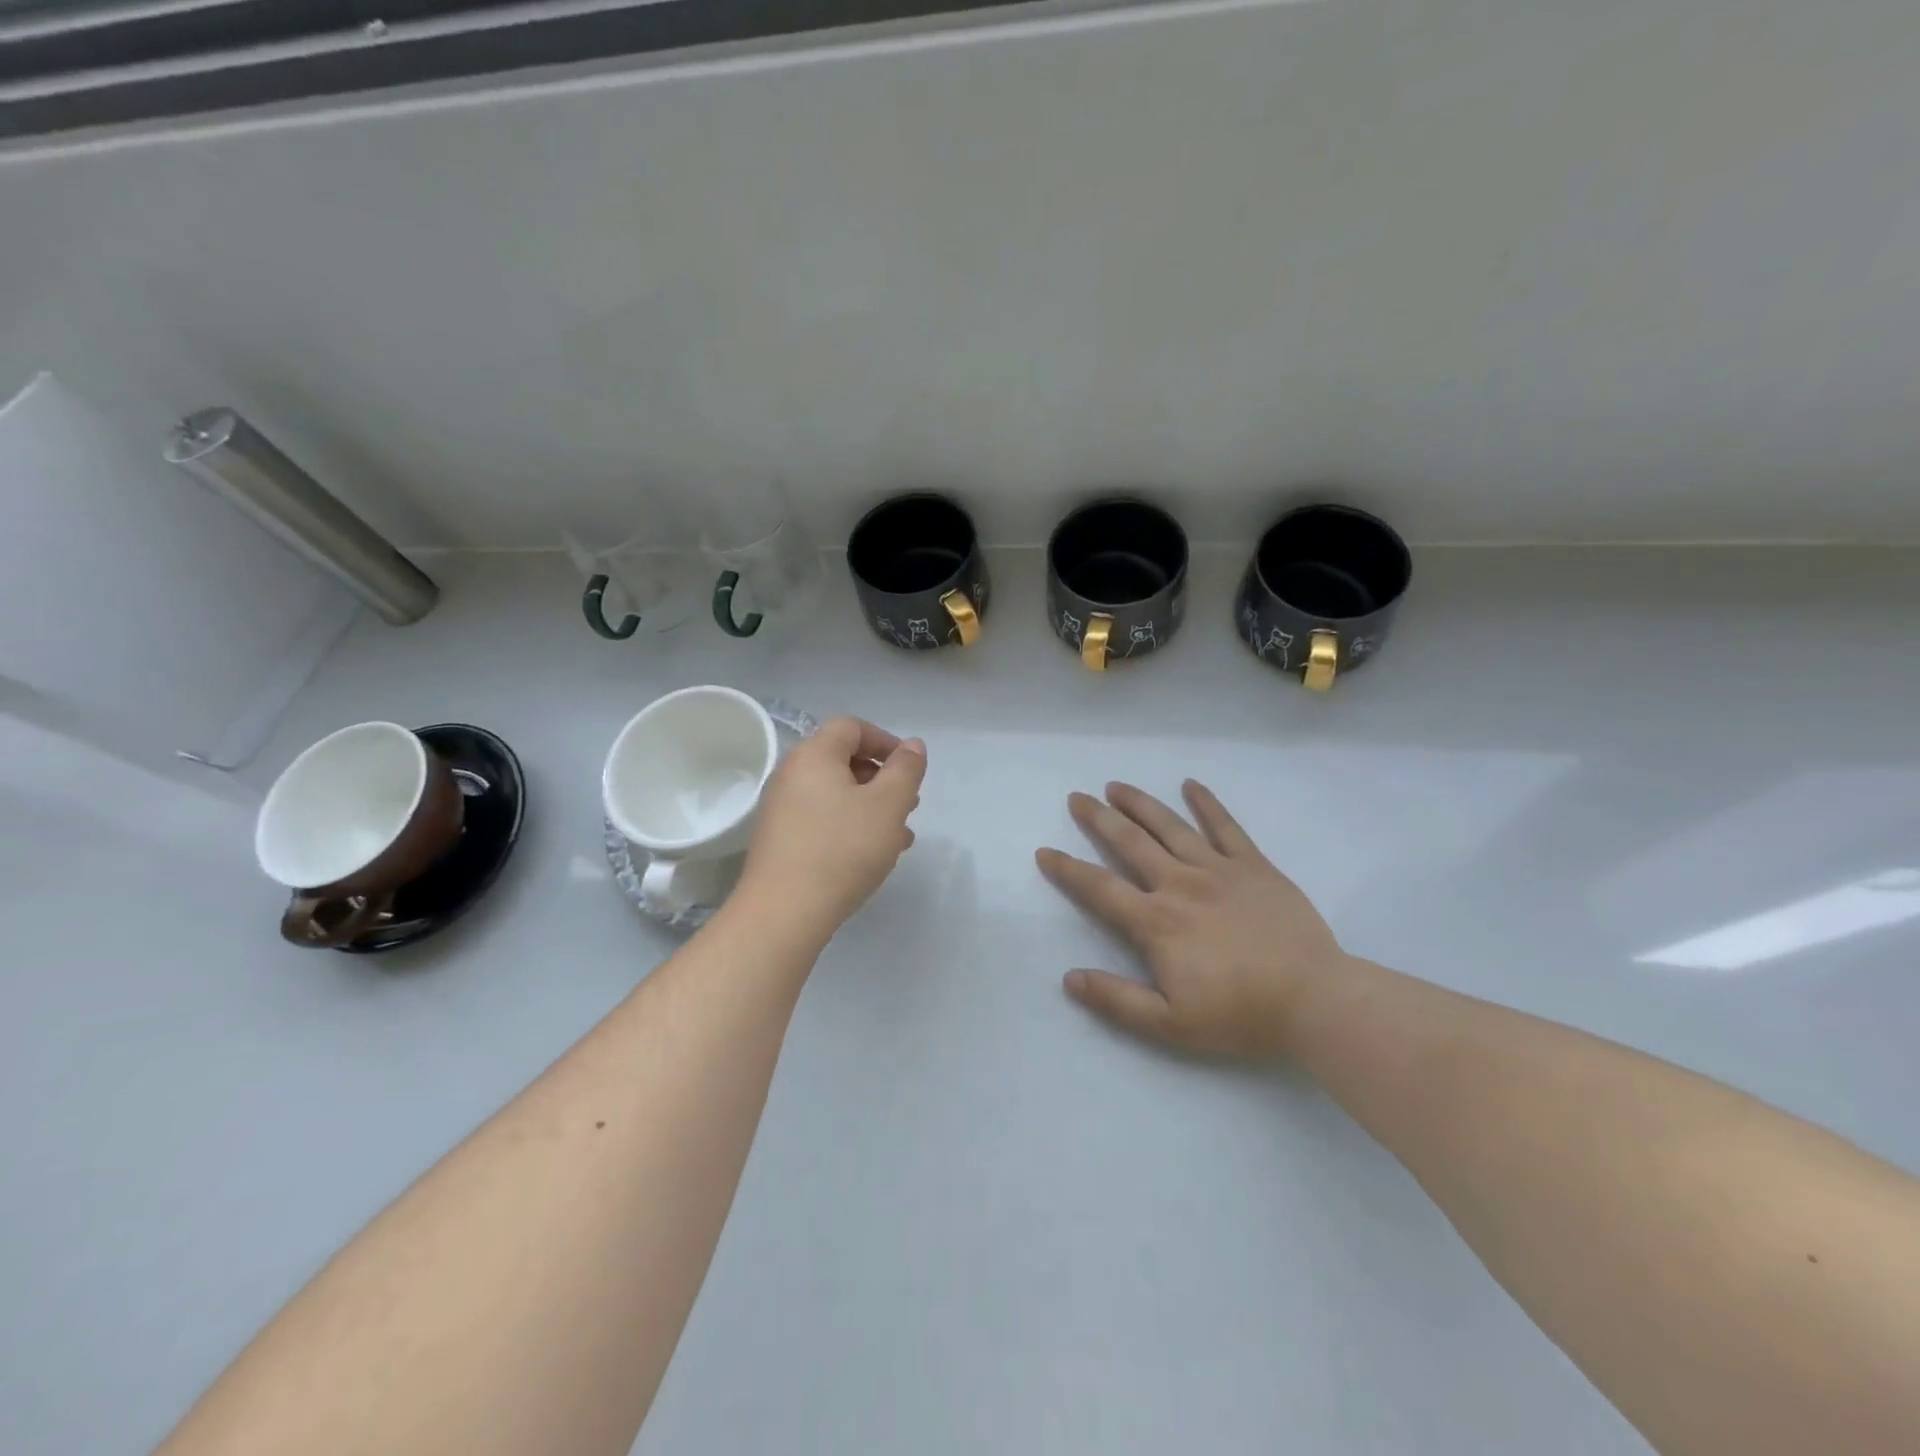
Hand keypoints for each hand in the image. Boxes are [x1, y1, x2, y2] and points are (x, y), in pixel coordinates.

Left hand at [737, 717, 926, 941]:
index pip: (852, 727)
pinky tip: (872, 854)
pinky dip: (850, 825)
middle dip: (882, 778)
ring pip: (836, 794)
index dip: (885, 741)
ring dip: (870, 806)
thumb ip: (906, 770)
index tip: (909, 769)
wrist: (784, 912)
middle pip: (843, 760)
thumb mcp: (889, 805)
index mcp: (814, 755)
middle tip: (908, 804)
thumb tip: (912, 745)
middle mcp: (792, 774)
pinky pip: (822, 819)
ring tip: (899, 835)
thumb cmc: (842, 849)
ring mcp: (782, 809)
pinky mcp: (781, 840)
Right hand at [1036, 780, 1346, 1056]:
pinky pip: (1226, 827)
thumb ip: (1116, 1000)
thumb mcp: (1170, 1024)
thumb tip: (1069, 978)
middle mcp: (1180, 884)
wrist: (1315, 1001)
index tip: (1045, 852)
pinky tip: (1190, 785)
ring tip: (1117, 786)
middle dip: (1099, 818)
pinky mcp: (1254, 866)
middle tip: (1077, 797)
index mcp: (1156, 922)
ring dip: (1140, 804)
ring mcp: (1219, 870)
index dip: (1068, 870)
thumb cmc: (1240, 1015)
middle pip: (1130, 843)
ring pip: (1170, 826)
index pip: (1100, 888)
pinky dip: (1207, 804)